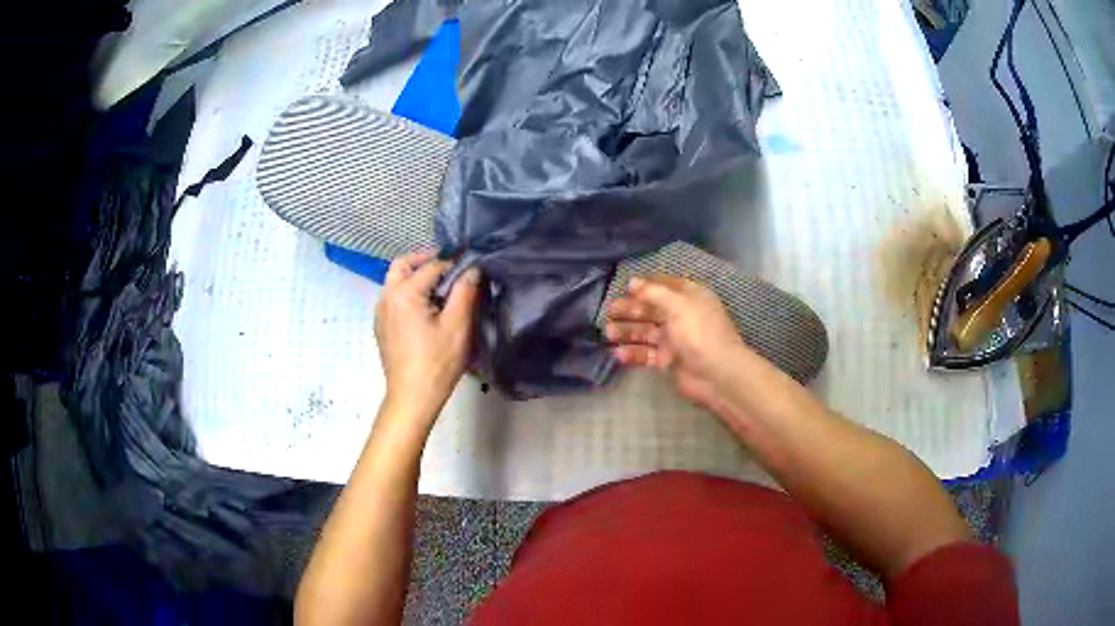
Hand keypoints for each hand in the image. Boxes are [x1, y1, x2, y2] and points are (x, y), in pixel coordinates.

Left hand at [375, 252, 480, 422]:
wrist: (412, 397)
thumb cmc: (437, 363)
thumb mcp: (457, 326)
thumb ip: (465, 292)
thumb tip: (473, 269)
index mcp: (404, 293)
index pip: (432, 266)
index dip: (454, 264)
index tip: (472, 266)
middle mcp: (387, 296)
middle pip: (402, 265)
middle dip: (425, 261)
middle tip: (449, 268)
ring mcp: (380, 312)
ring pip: (395, 281)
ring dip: (415, 276)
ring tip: (440, 289)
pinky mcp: (381, 326)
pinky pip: (393, 298)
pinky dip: (407, 292)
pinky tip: (426, 309)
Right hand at [605, 276, 750, 418]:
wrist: (717, 375)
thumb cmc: (700, 334)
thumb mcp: (679, 306)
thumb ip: (654, 293)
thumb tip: (632, 282)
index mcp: (688, 297)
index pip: (663, 285)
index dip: (644, 286)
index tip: (623, 287)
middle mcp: (680, 315)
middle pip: (650, 309)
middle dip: (629, 310)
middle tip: (609, 311)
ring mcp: (674, 339)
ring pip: (645, 332)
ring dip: (627, 331)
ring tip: (608, 333)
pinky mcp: (668, 360)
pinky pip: (646, 353)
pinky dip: (633, 353)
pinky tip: (618, 355)